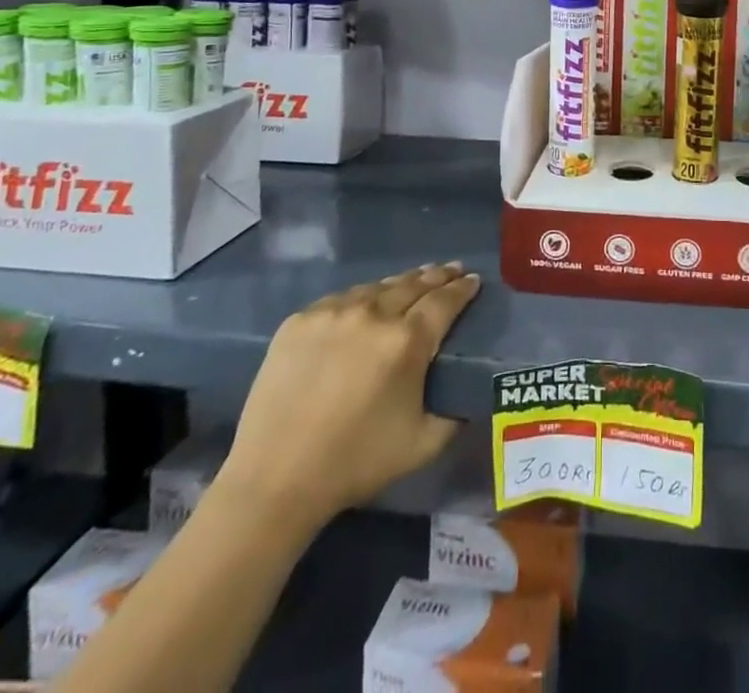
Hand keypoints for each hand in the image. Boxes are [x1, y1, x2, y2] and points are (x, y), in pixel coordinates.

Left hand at [214, 263, 480, 543]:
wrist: (275, 479)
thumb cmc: (355, 463)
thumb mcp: (422, 445)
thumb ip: (454, 415)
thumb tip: (467, 396)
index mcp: (406, 341)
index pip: (444, 300)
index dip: (462, 288)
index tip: (473, 279)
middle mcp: (373, 315)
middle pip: (413, 284)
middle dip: (437, 275)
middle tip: (452, 269)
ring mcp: (332, 313)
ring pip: (376, 287)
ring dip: (400, 283)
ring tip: (413, 280)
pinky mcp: (299, 321)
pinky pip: (340, 300)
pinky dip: (360, 298)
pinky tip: (365, 303)